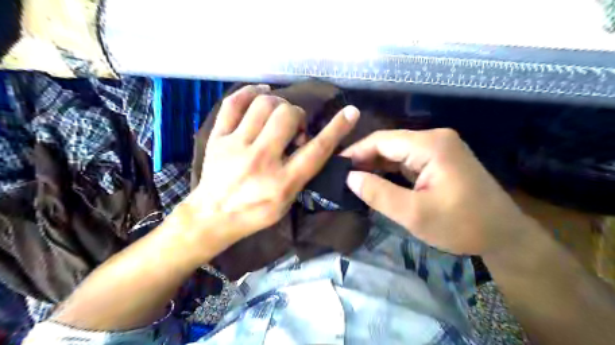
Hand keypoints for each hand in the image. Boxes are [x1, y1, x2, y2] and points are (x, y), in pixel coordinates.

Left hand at [182, 82, 360, 248]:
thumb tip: (309, 142)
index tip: (351, 112)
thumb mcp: (287, 202)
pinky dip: (250, 92)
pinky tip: (260, 93)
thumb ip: (301, 173)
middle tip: (293, 126)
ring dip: (278, 104)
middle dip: (297, 115)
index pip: (316, 150)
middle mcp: (261, 160)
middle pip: (288, 116)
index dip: (337, 128)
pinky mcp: (218, 138)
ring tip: (277, 114)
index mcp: (283, 182)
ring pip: (263, 104)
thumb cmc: (255, 213)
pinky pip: (234, 103)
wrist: (212, 217)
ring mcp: (236, 146)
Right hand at [343, 128, 531, 253]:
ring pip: (397, 152)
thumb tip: (350, 178)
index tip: (335, 167)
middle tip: (342, 176)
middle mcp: (434, 139)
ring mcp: (439, 148)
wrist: (504, 236)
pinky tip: (375, 180)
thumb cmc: (461, 225)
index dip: (356, 152)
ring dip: (376, 165)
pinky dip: (389, 170)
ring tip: (353, 179)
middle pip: (389, 143)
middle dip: (364, 159)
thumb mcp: (414, 214)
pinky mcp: (439, 160)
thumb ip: (378, 194)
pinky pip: (407, 160)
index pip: (382, 140)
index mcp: (430, 145)